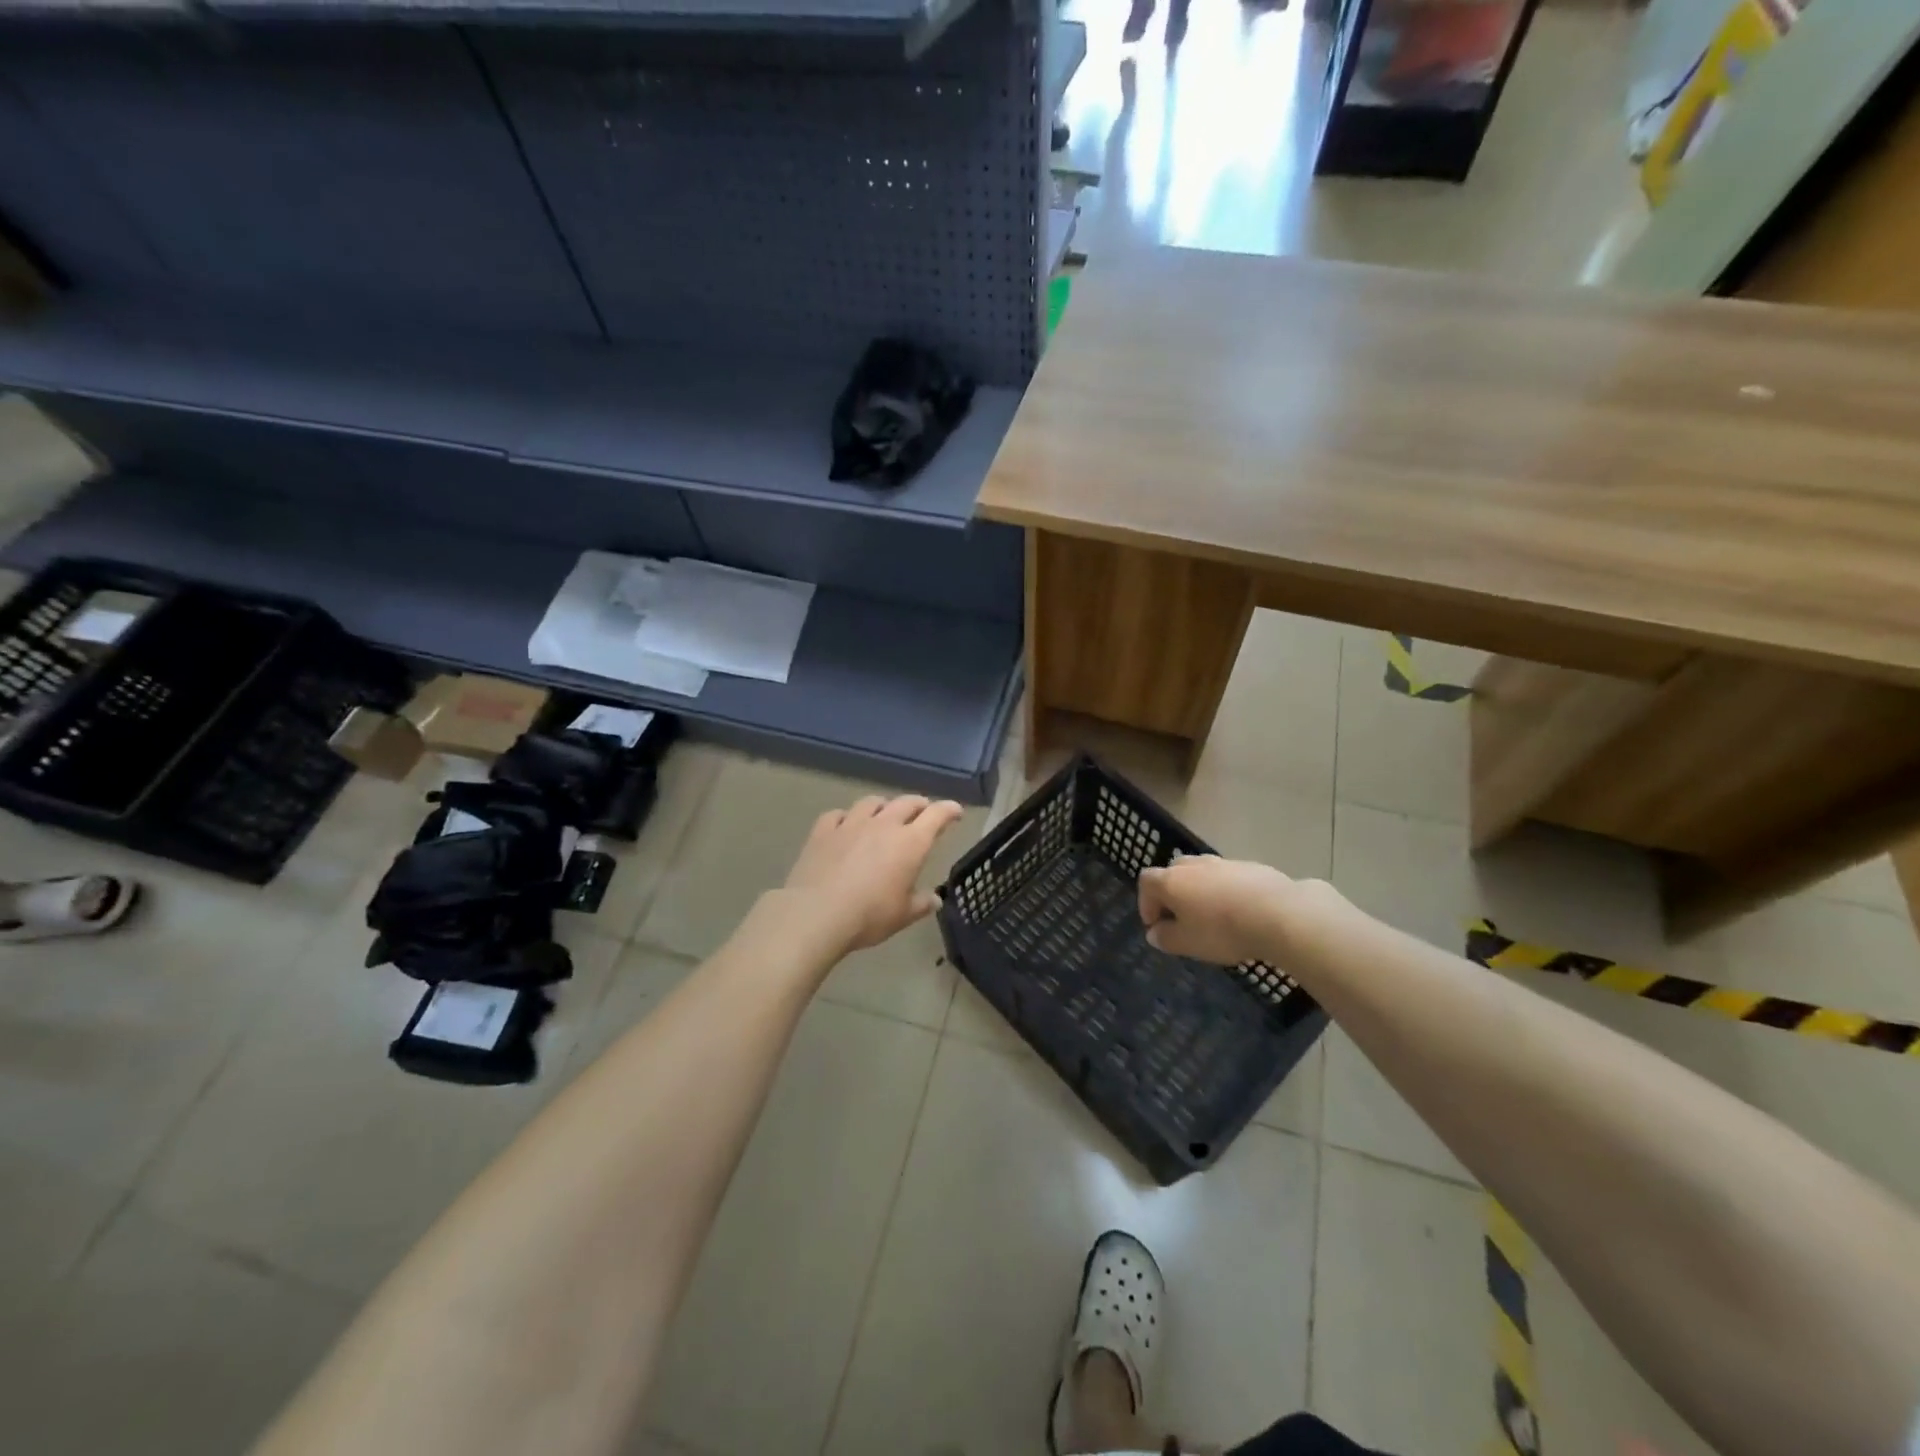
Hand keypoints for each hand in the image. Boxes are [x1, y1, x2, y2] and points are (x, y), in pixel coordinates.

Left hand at [779, 795, 965, 954]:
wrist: (817, 913)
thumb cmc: (869, 915)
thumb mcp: (903, 915)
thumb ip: (921, 904)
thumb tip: (935, 899)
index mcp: (910, 843)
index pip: (937, 815)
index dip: (949, 810)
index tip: (956, 812)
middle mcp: (883, 825)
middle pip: (906, 802)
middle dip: (919, 805)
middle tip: (923, 812)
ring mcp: (851, 824)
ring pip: (872, 802)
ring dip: (884, 806)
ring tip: (885, 814)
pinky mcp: (823, 831)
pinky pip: (838, 814)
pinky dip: (847, 817)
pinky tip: (845, 824)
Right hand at [1137, 854, 1297, 964]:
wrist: (1278, 914)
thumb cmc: (1222, 930)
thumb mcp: (1188, 943)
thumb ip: (1165, 938)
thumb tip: (1154, 933)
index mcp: (1171, 880)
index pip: (1146, 882)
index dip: (1146, 903)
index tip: (1156, 926)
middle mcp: (1192, 865)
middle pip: (1172, 873)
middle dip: (1172, 894)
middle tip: (1181, 919)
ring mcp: (1222, 862)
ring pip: (1201, 873)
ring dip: (1199, 891)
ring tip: (1212, 916)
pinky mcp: (1249, 866)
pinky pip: (1227, 877)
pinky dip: (1225, 891)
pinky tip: (1239, 911)